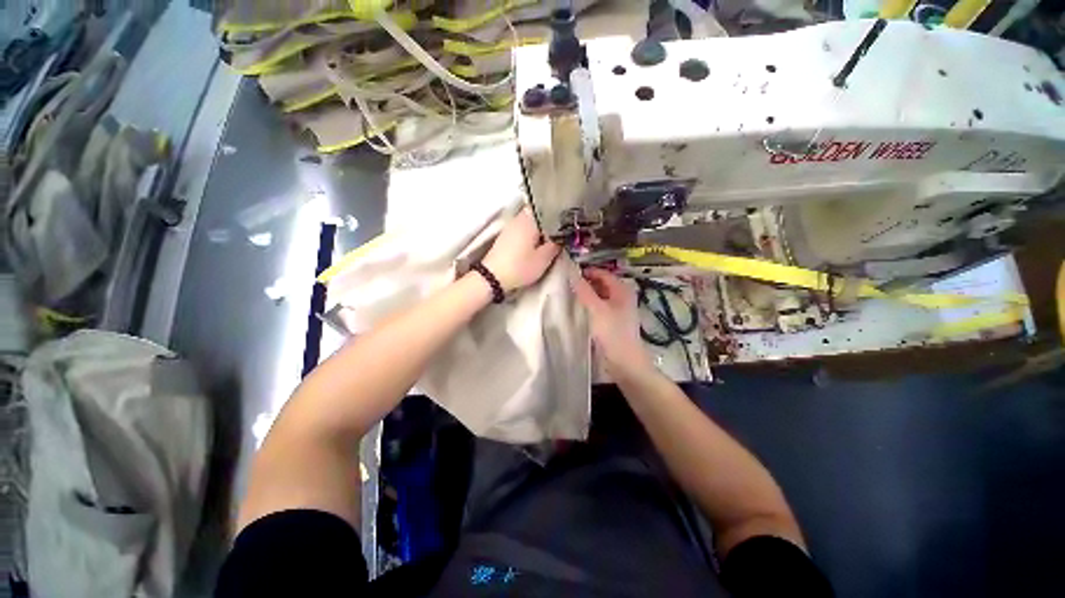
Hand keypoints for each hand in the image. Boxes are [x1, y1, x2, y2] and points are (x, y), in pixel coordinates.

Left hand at [482, 207, 559, 291]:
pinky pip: (523, 228)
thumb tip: (563, 235)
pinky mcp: (506, 235)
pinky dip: (532, 232)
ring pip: (531, 221)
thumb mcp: (543, 259)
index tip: (569, 221)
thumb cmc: (520, 267)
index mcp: (530, 220)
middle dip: (551, 221)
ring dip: (541, 227)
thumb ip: (555, 245)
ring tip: (552, 237)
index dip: (561, 213)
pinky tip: (537, 242)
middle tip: (562, 231)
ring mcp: (511, 226)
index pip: (549, 208)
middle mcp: (519, 218)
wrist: (492, 276)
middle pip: (539, 214)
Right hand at [571, 268, 654, 378]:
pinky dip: (590, 305)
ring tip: (570, 295)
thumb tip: (572, 273)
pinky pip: (600, 307)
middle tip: (568, 284)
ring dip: (587, 295)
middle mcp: (622, 297)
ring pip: (600, 296)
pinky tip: (579, 309)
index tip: (569, 273)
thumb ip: (584, 291)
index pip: (603, 273)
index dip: (587, 271)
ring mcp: (619, 310)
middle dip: (586, 283)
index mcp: (622, 290)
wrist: (624, 361)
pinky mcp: (614, 321)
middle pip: (602, 284)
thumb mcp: (596, 309)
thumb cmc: (612, 332)